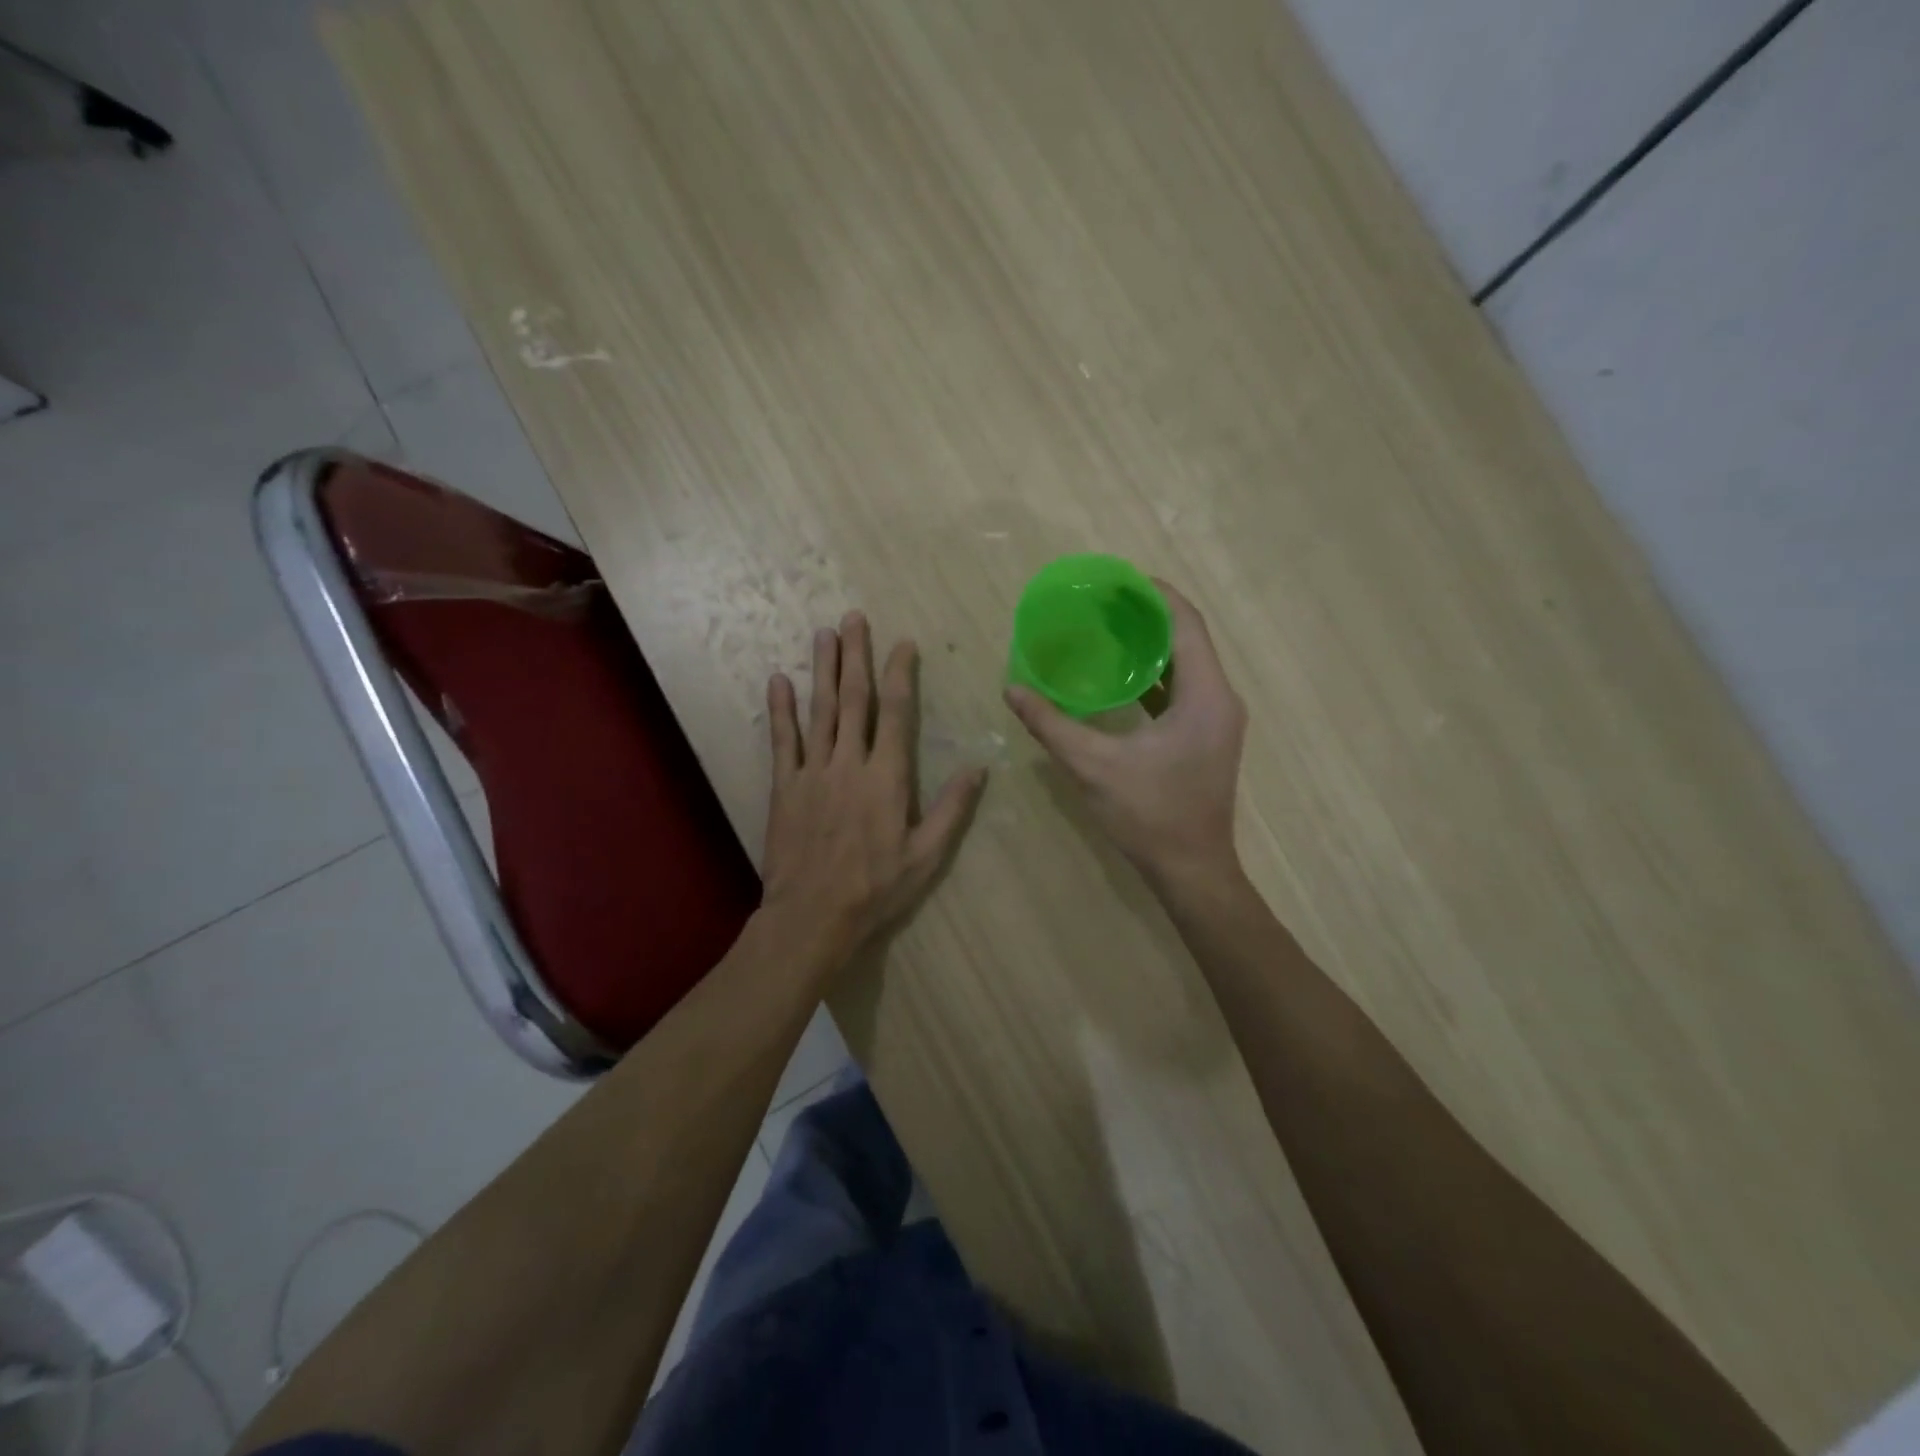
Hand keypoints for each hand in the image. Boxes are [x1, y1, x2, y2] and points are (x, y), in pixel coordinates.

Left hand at [760, 611, 987, 965]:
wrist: (812, 917)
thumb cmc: (876, 889)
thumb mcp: (926, 856)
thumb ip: (951, 809)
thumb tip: (979, 767)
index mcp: (886, 778)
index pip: (895, 713)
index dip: (899, 675)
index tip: (902, 644)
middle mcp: (848, 764)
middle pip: (853, 700)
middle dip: (855, 656)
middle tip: (853, 618)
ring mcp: (813, 773)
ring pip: (819, 711)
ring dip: (822, 670)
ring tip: (823, 634)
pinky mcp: (785, 787)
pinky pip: (782, 740)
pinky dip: (781, 710)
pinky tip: (778, 680)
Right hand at [1005, 581, 1245, 886]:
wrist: (1191, 870)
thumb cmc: (1149, 816)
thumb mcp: (1093, 767)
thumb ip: (1051, 724)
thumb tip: (1012, 690)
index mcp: (1204, 695)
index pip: (1185, 623)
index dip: (1154, 594)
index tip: (1117, 579)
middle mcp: (1220, 699)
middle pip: (1188, 638)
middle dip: (1147, 615)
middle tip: (1103, 603)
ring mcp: (1217, 719)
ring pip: (1187, 664)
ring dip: (1152, 644)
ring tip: (1108, 630)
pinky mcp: (1207, 736)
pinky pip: (1184, 689)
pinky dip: (1155, 674)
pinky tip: (1121, 676)